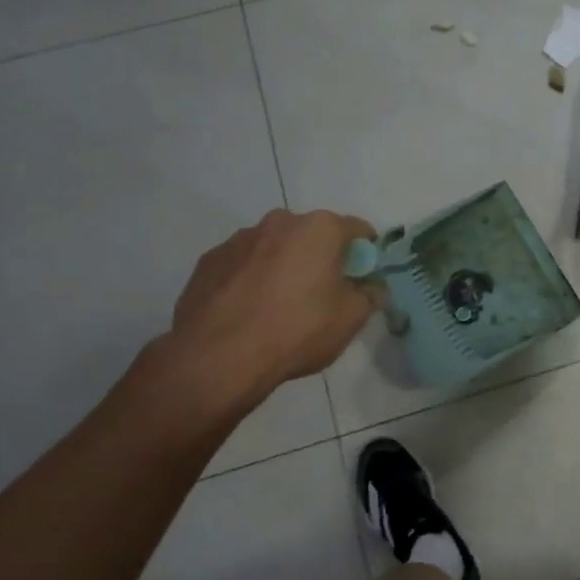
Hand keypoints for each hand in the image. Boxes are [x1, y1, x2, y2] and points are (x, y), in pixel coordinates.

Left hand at [166, 209, 379, 405]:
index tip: (363, 280)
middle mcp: (280, 222)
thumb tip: (371, 288)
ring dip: (285, 266)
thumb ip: (369, 295)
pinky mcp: (208, 261)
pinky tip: (250, 311)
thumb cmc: (297, 330)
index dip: (365, 255)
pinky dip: (252, 279)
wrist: (217, 357)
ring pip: (275, 248)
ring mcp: (239, 240)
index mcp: (320, 228)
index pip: (358, 230)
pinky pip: (244, 264)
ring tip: (281, 306)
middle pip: (313, 235)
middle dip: (322, 257)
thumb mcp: (352, 318)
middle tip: (323, 293)